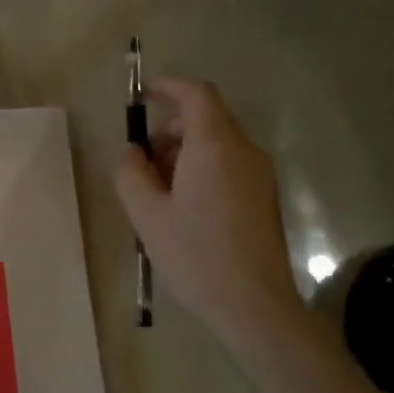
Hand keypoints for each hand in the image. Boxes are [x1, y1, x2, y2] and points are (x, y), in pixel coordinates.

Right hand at [112, 77, 302, 340]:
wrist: (254, 305)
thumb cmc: (195, 255)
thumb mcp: (146, 214)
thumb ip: (130, 173)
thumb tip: (131, 152)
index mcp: (215, 147)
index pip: (196, 94)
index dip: (167, 87)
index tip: (141, 96)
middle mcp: (244, 151)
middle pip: (205, 118)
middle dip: (169, 128)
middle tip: (141, 163)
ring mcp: (259, 174)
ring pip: (217, 143)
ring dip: (183, 151)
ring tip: (158, 191)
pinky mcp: (264, 196)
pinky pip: (228, 164)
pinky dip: (201, 168)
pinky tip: (183, 207)